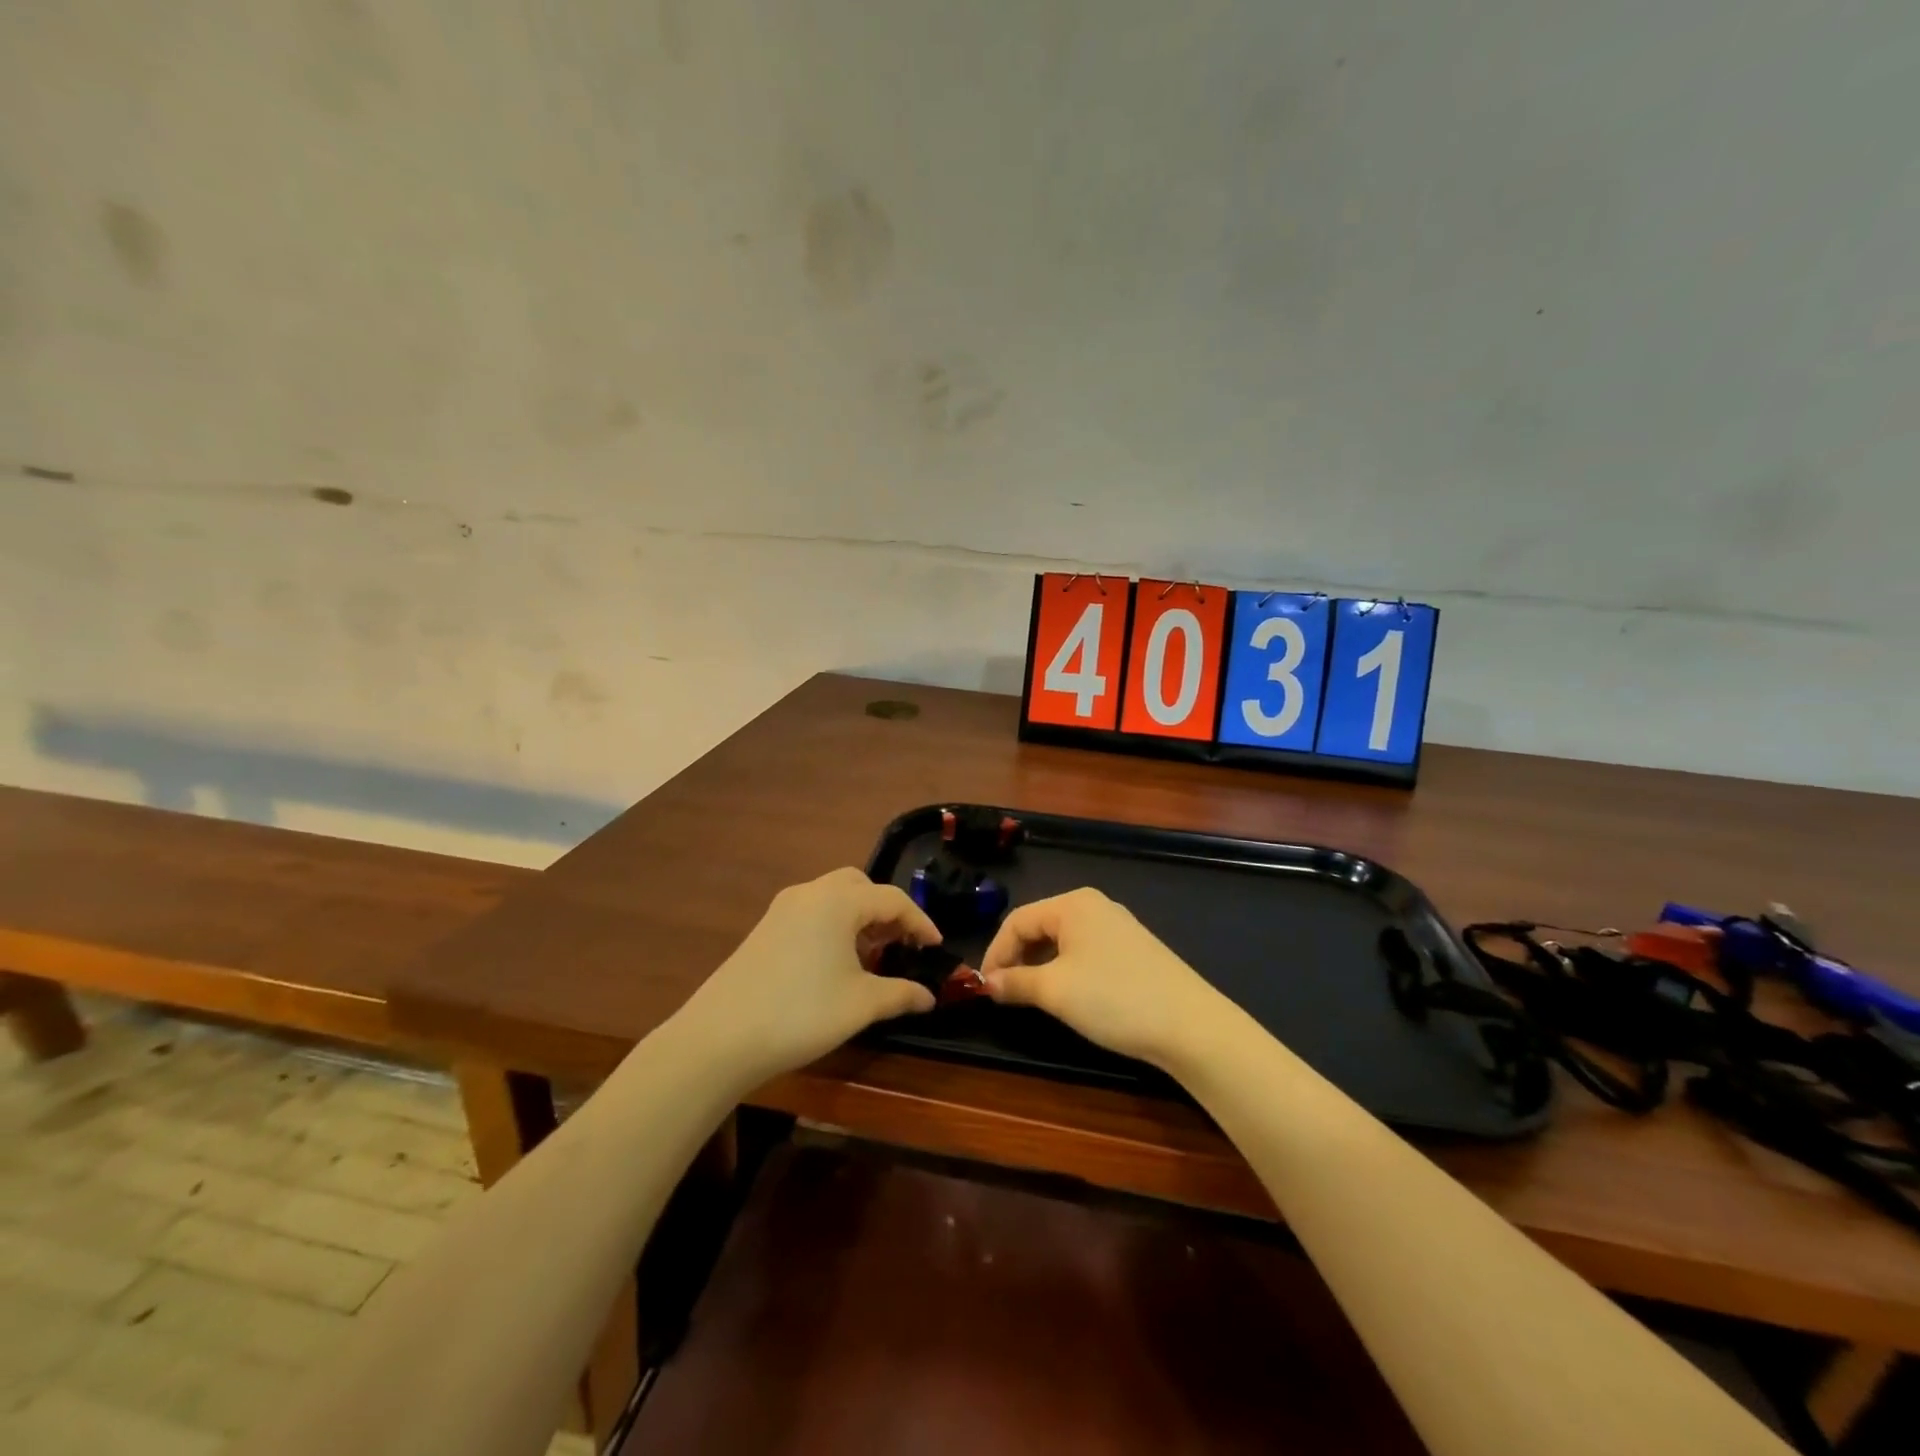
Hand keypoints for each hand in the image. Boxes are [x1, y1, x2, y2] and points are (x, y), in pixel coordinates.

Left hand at [676, 868, 941, 1086]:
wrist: (719, 1038)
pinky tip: (836, 963)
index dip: (920, 922)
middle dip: (886, 910)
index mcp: (838, 902)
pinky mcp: (764, 929)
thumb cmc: (801, 1014)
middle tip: (902, 943)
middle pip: (859, 886)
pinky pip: (811, 913)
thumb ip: (901, 994)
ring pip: (833, 898)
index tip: (936, 947)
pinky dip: (834, 926)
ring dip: (859, 917)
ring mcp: (782, 909)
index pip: (892, 899)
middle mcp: (810, 893)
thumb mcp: (860, 1004)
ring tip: (872, 955)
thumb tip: (929, 996)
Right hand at [980, 888, 1229, 1068]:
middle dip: (1017, 958)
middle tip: (1003, 993)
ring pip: (1062, 941)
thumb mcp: (1056, 992)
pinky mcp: (1134, 950)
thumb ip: (1016, 983)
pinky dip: (1065, 970)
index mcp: (1073, 904)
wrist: (1191, 1026)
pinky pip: (1085, 952)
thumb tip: (988, 984)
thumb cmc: (1114, 998)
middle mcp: (1095, 906)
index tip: (983, 987)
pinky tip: (1067, 995)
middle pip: (1040, 926)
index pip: (1017, 920)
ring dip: (1040, 966)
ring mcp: (1118, 927)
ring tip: (1030, 997)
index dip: (995, 952)